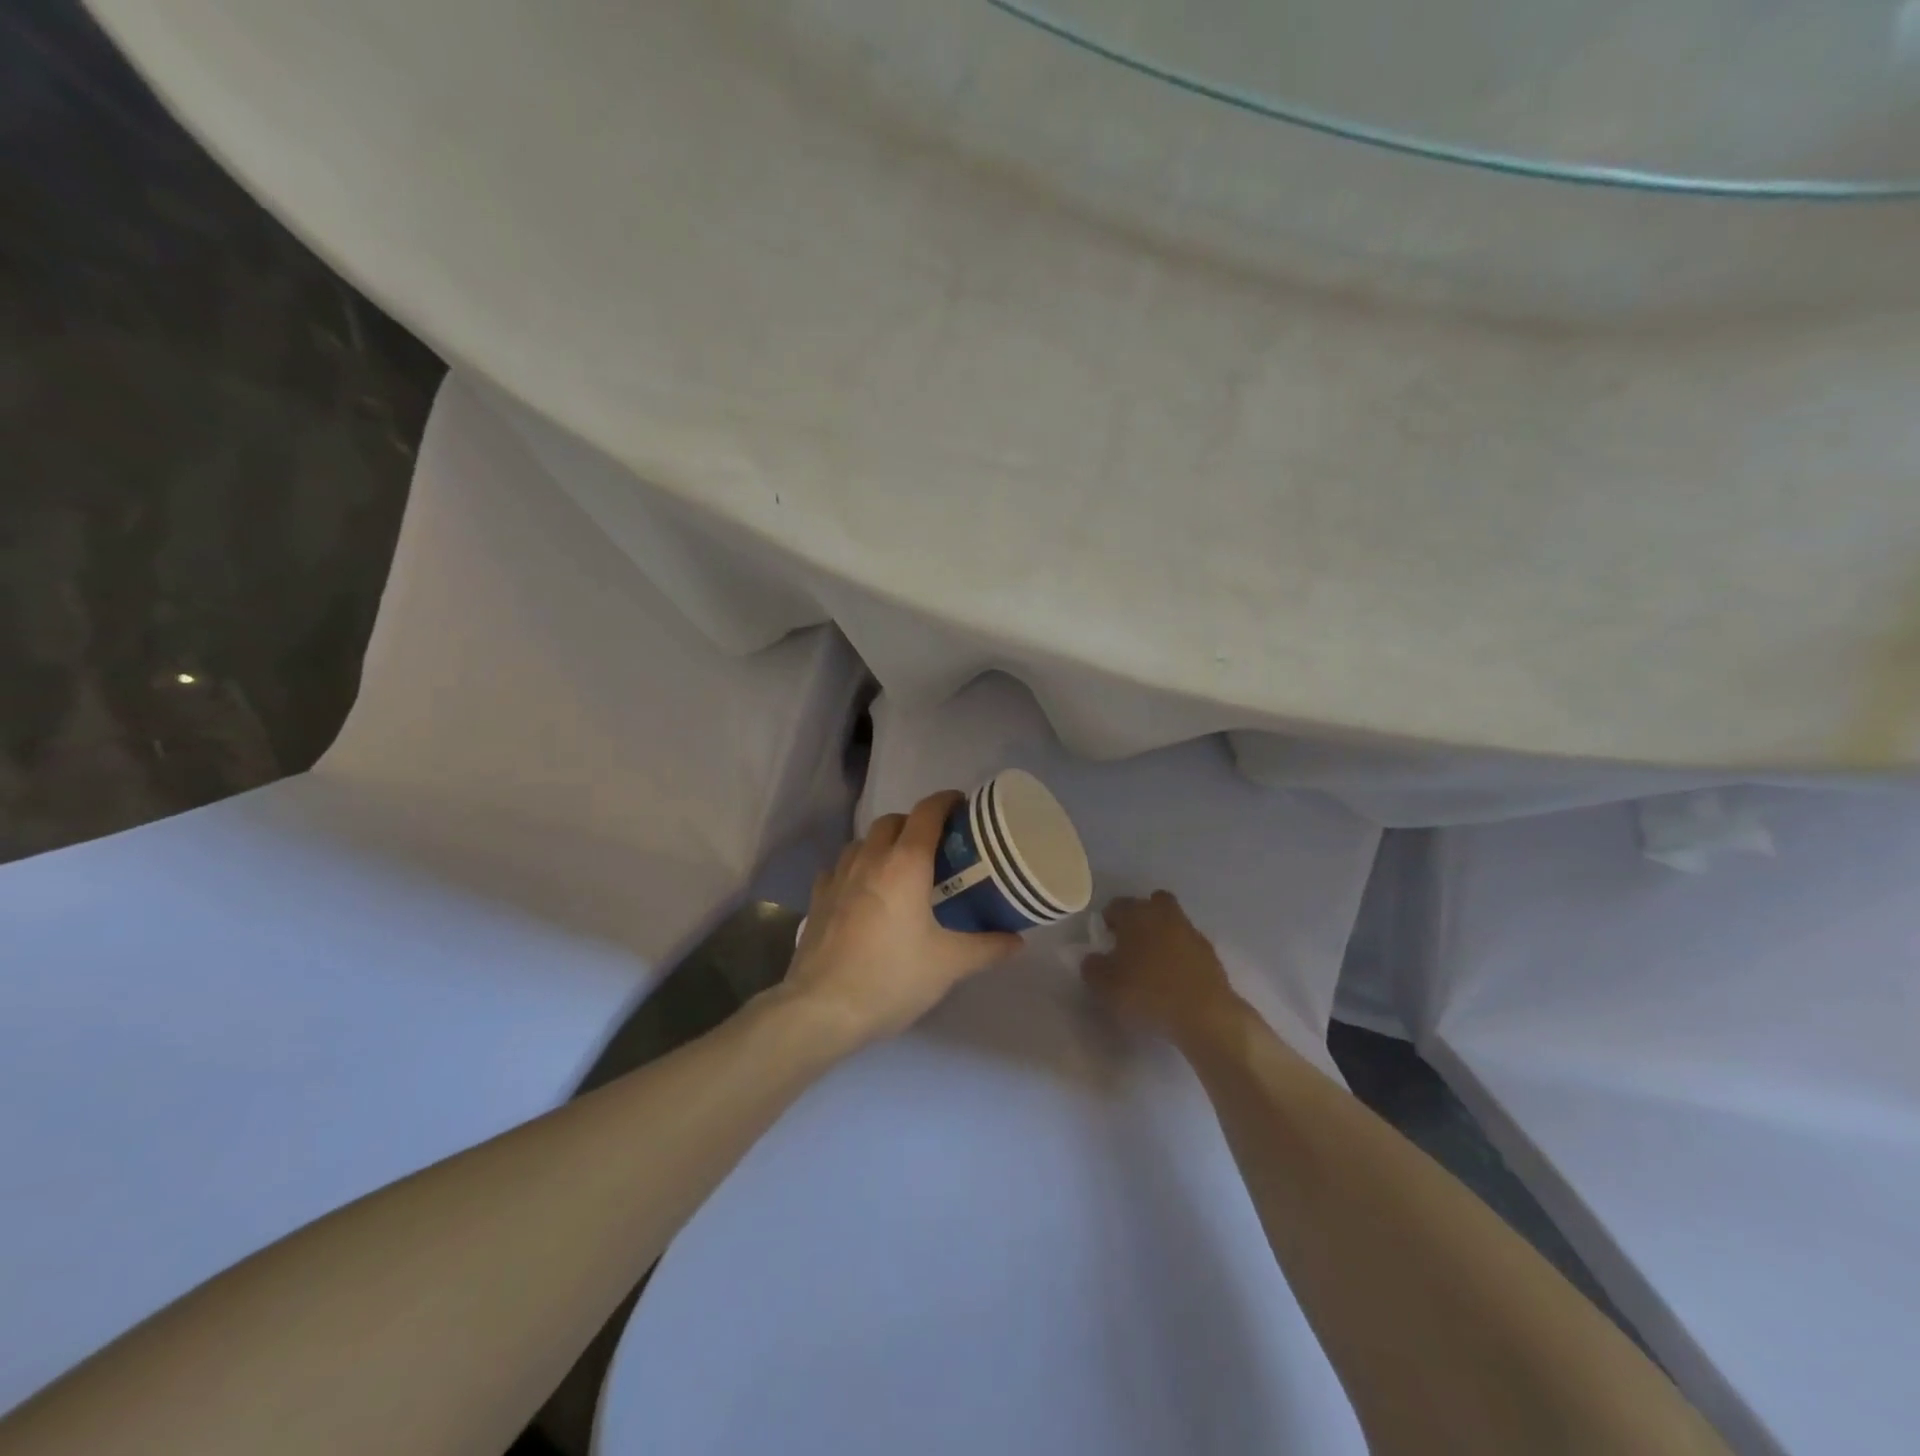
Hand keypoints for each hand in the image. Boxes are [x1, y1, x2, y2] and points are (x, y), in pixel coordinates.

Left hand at [780, 791, 1022, 1045]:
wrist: (823, 1008)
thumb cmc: (892, 977)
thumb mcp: (949, 965)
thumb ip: (987, 947)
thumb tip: (1018, 941)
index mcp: (905, 863)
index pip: (927, 812)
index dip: (946, 801)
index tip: (963, 807)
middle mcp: (870, 858)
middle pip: (893, 821)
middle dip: (915, 823)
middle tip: (936, 846)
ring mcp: (838, 875)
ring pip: (864, 841)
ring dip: (884, 844)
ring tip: (900, 869)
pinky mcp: (818, 897)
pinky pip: (840, 867)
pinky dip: (857, 868)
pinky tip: (863, 892)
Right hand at [1082, 891, 1244, 1044]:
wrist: (1204, 1014)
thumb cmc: (1147, 992)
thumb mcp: (1104, 985)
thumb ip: (1093, 967)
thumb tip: (1094, 959)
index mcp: (1136, 915)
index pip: (1117, 905)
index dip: (1108, 921)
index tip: (1106, 941)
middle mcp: (1164, 915)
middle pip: (1152, 903)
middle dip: (1141, 916)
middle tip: (1132, 942)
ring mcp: (1191, 932)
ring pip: (1173, 922)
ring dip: (1163, 935)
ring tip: (1154, 965)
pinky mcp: (1210, 953)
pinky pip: (1188, 946)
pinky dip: (1180, 955)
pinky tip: (1174, 979)